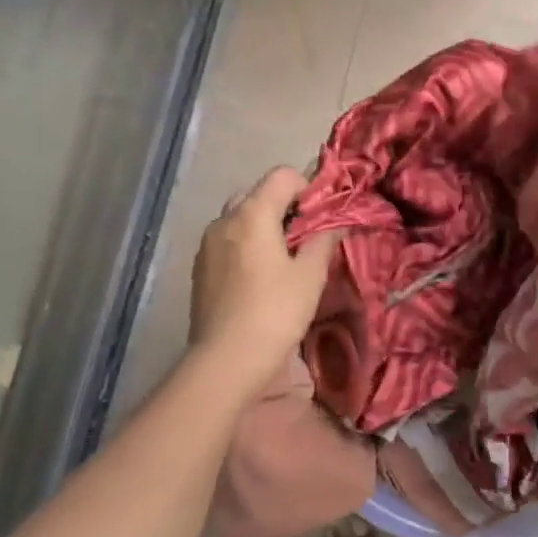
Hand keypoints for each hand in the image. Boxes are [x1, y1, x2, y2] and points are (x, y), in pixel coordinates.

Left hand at [189, 167, 338, 396]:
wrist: (226, 361)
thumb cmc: (275, 312)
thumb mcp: (310, 275)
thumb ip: (324, 240)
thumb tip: (337, 223)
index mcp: (252, 214)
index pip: (282, 175)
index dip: (307, 188)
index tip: (320, 218)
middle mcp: (224, 220)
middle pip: (258, 194)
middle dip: (284, 208)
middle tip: (304, 239)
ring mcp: (207, 245)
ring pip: (240, 218)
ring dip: (263, 227)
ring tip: (282, 261)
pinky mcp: (200, 269)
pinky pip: (227, 242)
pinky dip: (246, 246)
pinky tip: (259, 279)